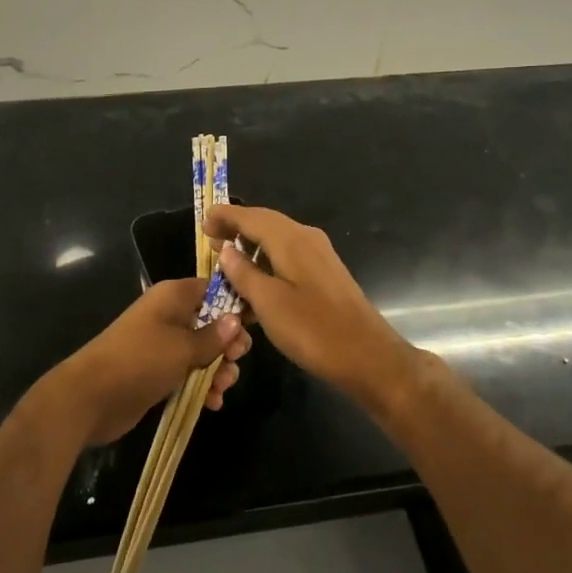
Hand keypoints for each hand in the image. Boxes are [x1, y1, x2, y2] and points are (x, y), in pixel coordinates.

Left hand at [47, 278, 251, 448]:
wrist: (90, 397)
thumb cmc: (139, 361)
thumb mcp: (182, 348)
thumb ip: (213, 337)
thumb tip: (236, 320)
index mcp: (173, 297)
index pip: (212, 289)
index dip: (235, 304)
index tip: (255, 323)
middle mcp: (169, 315)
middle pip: (211, 322)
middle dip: (228, 344)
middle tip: (236, 360)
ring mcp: (162, 345)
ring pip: (202, 351)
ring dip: (217, 369)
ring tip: (223, 387)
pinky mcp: (157, 371)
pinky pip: (188, 373)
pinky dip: (202, 385)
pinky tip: (212, 403)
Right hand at [204, 205, 411, 398]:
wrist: (368, 356)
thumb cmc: (313, 330)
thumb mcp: (269, 303)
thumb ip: (244, 274)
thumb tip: (226, 250)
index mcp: (291, 239)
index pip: (251, 216)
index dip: (225, 216)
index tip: (203, 222)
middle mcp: (306, 238)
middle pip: (265, 223)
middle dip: (236, 228)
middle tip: (209, 240)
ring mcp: (319, 256)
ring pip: (277, 241)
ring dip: (251, 247)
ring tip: (226, 265)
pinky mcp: (325, 274)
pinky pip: (288, 257)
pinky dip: (267, 262)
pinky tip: (255, 285)